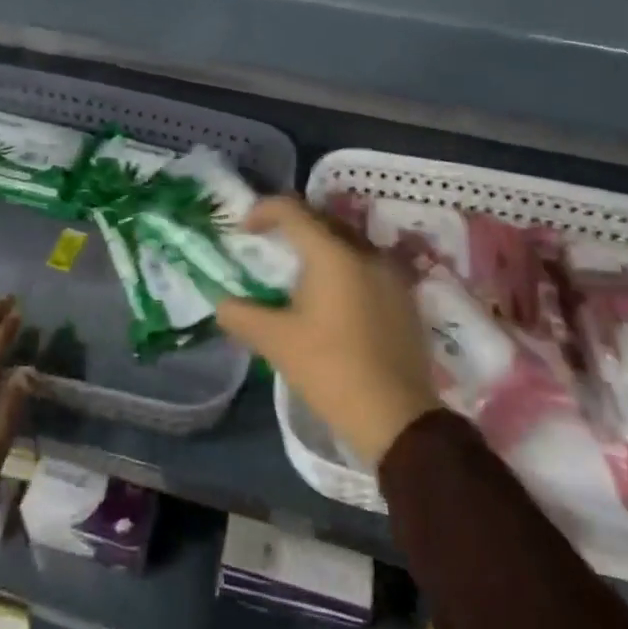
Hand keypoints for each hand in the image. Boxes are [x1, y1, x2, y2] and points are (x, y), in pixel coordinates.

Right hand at [217, 196, 440, 467]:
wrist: (397, 418)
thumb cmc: (330, 369)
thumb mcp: (275, 342)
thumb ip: (241, 315)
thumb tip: (222, 304)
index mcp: (333, 254)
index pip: (292, 210)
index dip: (263, 211)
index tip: (244, 230)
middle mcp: (366, 252)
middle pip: (322, 221)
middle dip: (292, 227)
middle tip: (269, 247)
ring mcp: (392, 275)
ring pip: (348, 243)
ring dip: (320, 249)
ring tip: (298, 276)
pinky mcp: (405, 299)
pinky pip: (367, 267)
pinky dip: (343, 270)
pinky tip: (332, 301)